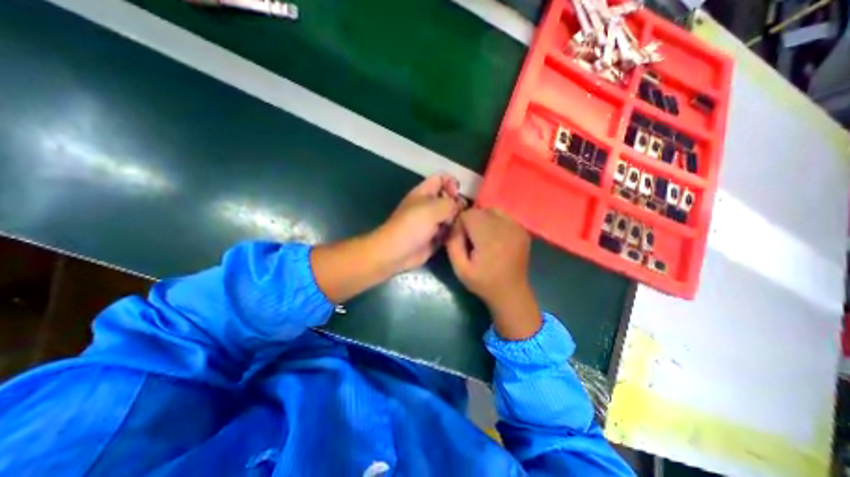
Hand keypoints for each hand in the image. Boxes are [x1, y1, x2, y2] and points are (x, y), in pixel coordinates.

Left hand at [372, 174, 463, 271]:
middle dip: (458, 204)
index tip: (457, 194)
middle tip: (461, 214)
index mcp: (424, 192)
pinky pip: (449, 231)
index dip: (451, 183)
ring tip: (459, 227)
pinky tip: (457, 237)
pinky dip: (454, 233)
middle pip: (449, 198)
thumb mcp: (432, 209)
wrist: (397, 252)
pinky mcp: (435, 237)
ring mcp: (432, 222)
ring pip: (451, 216)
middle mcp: (429, 205)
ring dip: (457, 220)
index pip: (441, 179)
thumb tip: (460, 206)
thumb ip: (450, 204)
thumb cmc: (412, 226)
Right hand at [447, 208, 539, 338]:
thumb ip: (453, 243)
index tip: (460, 237)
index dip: (461, 223)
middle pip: (481, 210)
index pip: (469, 214)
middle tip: (471, 238)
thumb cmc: (483, 282)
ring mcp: (517, 228)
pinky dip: (495, 222)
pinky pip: (504, 217)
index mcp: (489, 238)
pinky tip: (495, 238)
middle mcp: (505, 228)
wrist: (511, 292)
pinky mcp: (522, 230)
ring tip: (482, 237)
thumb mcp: (459, 268)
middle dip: (471, 220)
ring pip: (493, 211)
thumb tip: (453, 224)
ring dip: (483, 220)